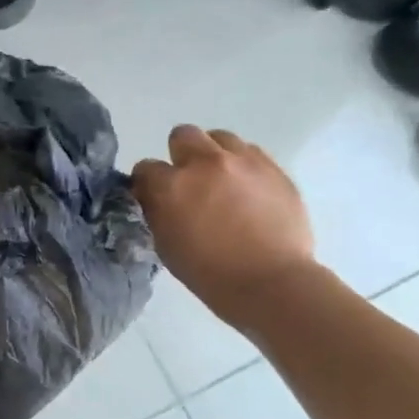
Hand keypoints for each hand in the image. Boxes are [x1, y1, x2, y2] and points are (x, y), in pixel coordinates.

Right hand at [132, 126, 316, 325]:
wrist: (272, 283)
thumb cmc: (211, 274)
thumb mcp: (167, 246)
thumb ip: (157, 212)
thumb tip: (155, 197)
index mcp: (171, 186)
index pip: (145, 168)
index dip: (148, 183)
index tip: (155, 197)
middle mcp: (205, 163)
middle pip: (183, 135)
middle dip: (181, 155)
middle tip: (190, 182)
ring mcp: (243, 161)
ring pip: (220, 138)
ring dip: (214, 155)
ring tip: (222, 181)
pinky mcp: (273, 167)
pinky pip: (251, 152)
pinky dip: (243, 165)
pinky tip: (247, 189)